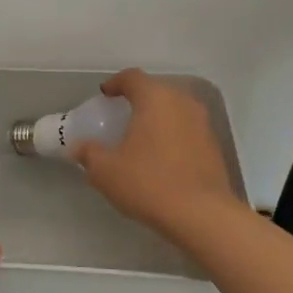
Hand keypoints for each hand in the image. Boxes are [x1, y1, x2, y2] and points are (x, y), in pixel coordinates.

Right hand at [76, 69, 242, 235]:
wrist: (201, 215)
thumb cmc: (148, 183)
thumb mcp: (106, 171)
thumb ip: (89, 153)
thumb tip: (78, 147)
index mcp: (155, 99)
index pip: (133, 77)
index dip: (116, 83)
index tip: (105, 95)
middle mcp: (182, 103)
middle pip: (157, 90)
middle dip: (138, 99)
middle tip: (122, 116)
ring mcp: (203, 123)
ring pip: (175, 109)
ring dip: (158, 117)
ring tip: (142, 137)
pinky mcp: (214, 145)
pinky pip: (187, 129)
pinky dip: (173, 135)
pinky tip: (162, 157)